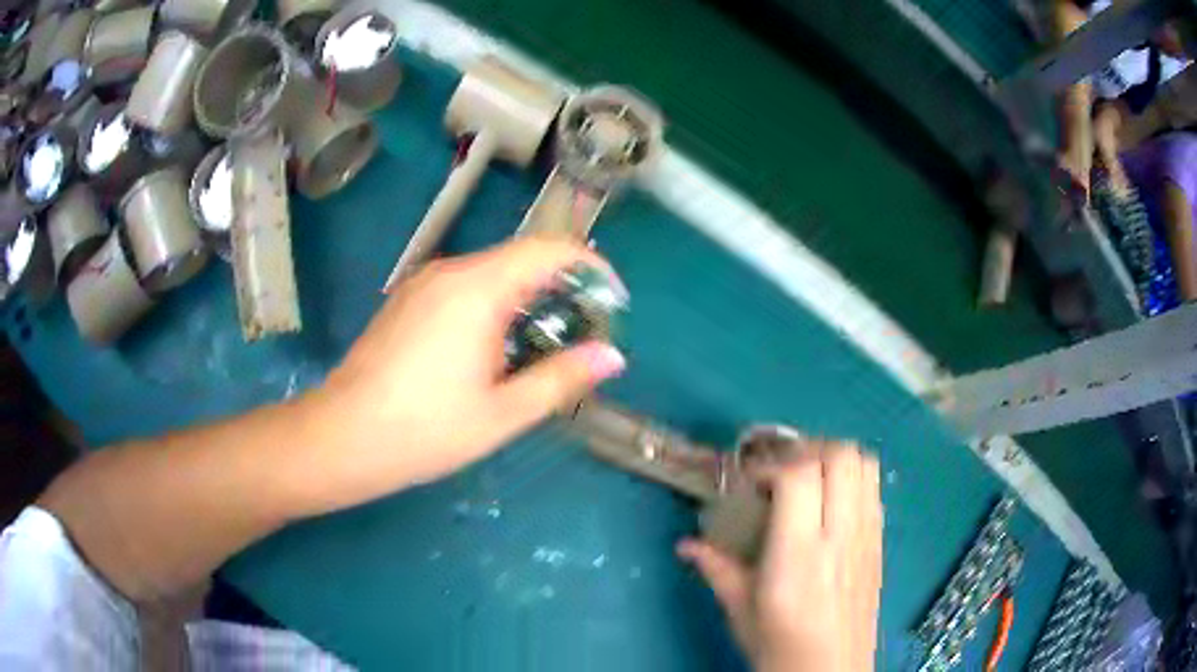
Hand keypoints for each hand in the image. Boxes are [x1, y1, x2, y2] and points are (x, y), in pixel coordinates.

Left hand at [312, 238, 626, 504]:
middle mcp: (450, 271)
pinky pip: (464, 287)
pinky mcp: (407, 300)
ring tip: (542, 346)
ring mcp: (423, 283)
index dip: (589, 265)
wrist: (342, 436)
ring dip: (526, 297)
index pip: (549, 248)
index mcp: (477, 288)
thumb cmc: (425, 429)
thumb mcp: (503, 412)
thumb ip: (561, 378)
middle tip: (582, 332)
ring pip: (492, 273)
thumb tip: (612, 356)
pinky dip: (494, 305)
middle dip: (560, 286)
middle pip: (520, 258)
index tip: (611, 299)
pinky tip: (492, 350)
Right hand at [679, 442, 882, 671]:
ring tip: (808, 477)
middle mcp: (840, 536)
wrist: (830, 671)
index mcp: (799, 555)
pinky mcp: (880, 542)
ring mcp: (867, 536)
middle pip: (841, 457)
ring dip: (834, 458)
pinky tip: (829, 504)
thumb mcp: (740, 609)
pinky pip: (874, 489)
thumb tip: (684, 544)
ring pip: (864, 464)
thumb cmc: (779, 646)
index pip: (801, 476)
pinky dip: (852, 478)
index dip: (773, 463)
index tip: (751, 478)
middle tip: (780, 469)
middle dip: (807, 449)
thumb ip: (716, 568)